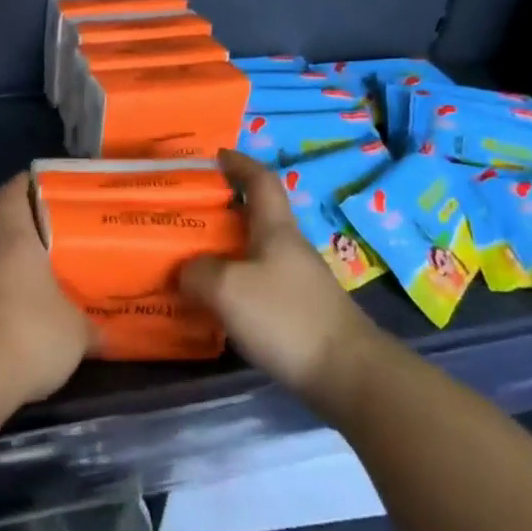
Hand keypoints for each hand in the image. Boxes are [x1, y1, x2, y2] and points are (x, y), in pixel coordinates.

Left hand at [0, 174, 94, 404]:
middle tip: (29, 246)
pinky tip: (8, 325)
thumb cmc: (34, 331)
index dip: (19, 187)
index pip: (9, 198)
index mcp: (14, 243)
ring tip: (22, 291)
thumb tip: (103, 334)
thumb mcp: (76, 332)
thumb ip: (87, 327)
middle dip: (1, 234)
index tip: (33, 182)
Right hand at [180, 151, 378, 403]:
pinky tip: (214, 302)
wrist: (346, 374)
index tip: (214, 156)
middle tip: (186, 213)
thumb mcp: (226, 287)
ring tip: (190, 260)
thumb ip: (197, 271)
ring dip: (225, 249)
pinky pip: (258, 284)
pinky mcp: (299, 313)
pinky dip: (234, 283)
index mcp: (276, 229)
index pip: (260, 180)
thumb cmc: (285, 317)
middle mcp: (288, 248)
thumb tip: (188, 271)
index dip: (238, 163)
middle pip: (255, 215)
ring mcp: (298, 281)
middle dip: (222, 209)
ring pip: (254, 252)